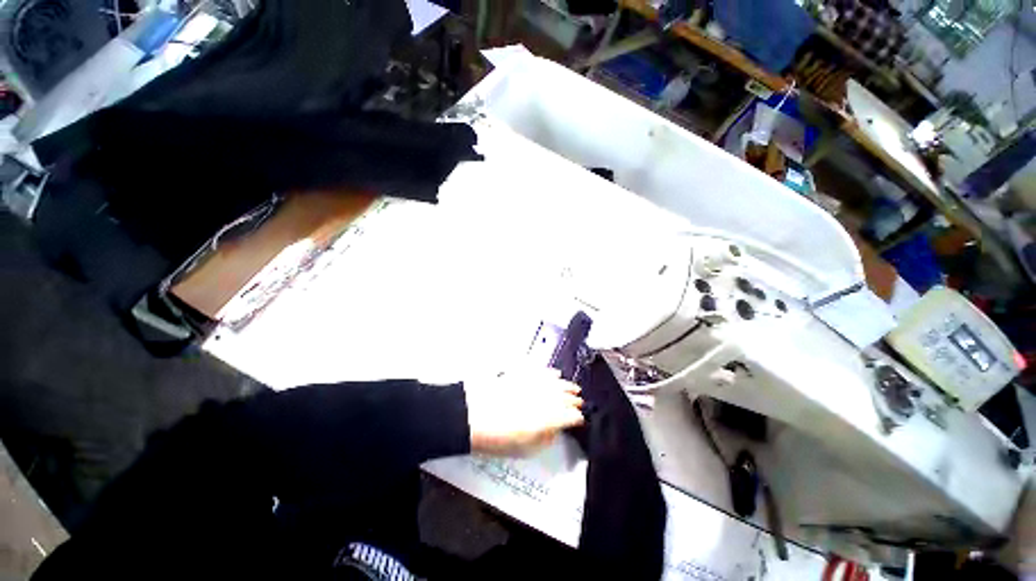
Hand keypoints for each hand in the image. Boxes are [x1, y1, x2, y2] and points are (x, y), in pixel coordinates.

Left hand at [464, 367, 583, 456]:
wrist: (473, 415)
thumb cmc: (498, 438)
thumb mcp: (526, 449)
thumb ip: (546, 439)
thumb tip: (556, 430)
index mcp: (550, 418)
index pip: (572, 416)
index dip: (577, 418)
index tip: (579, 420)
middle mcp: (547, 398)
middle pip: (567, 397)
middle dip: (575, 401)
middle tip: (579, 403)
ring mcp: (536, 383)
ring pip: (558, 382)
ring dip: (568, 386)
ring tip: (574, 389)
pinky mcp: (525, 373)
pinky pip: (543, 371)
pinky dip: (552, 373)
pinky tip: (556, 374)